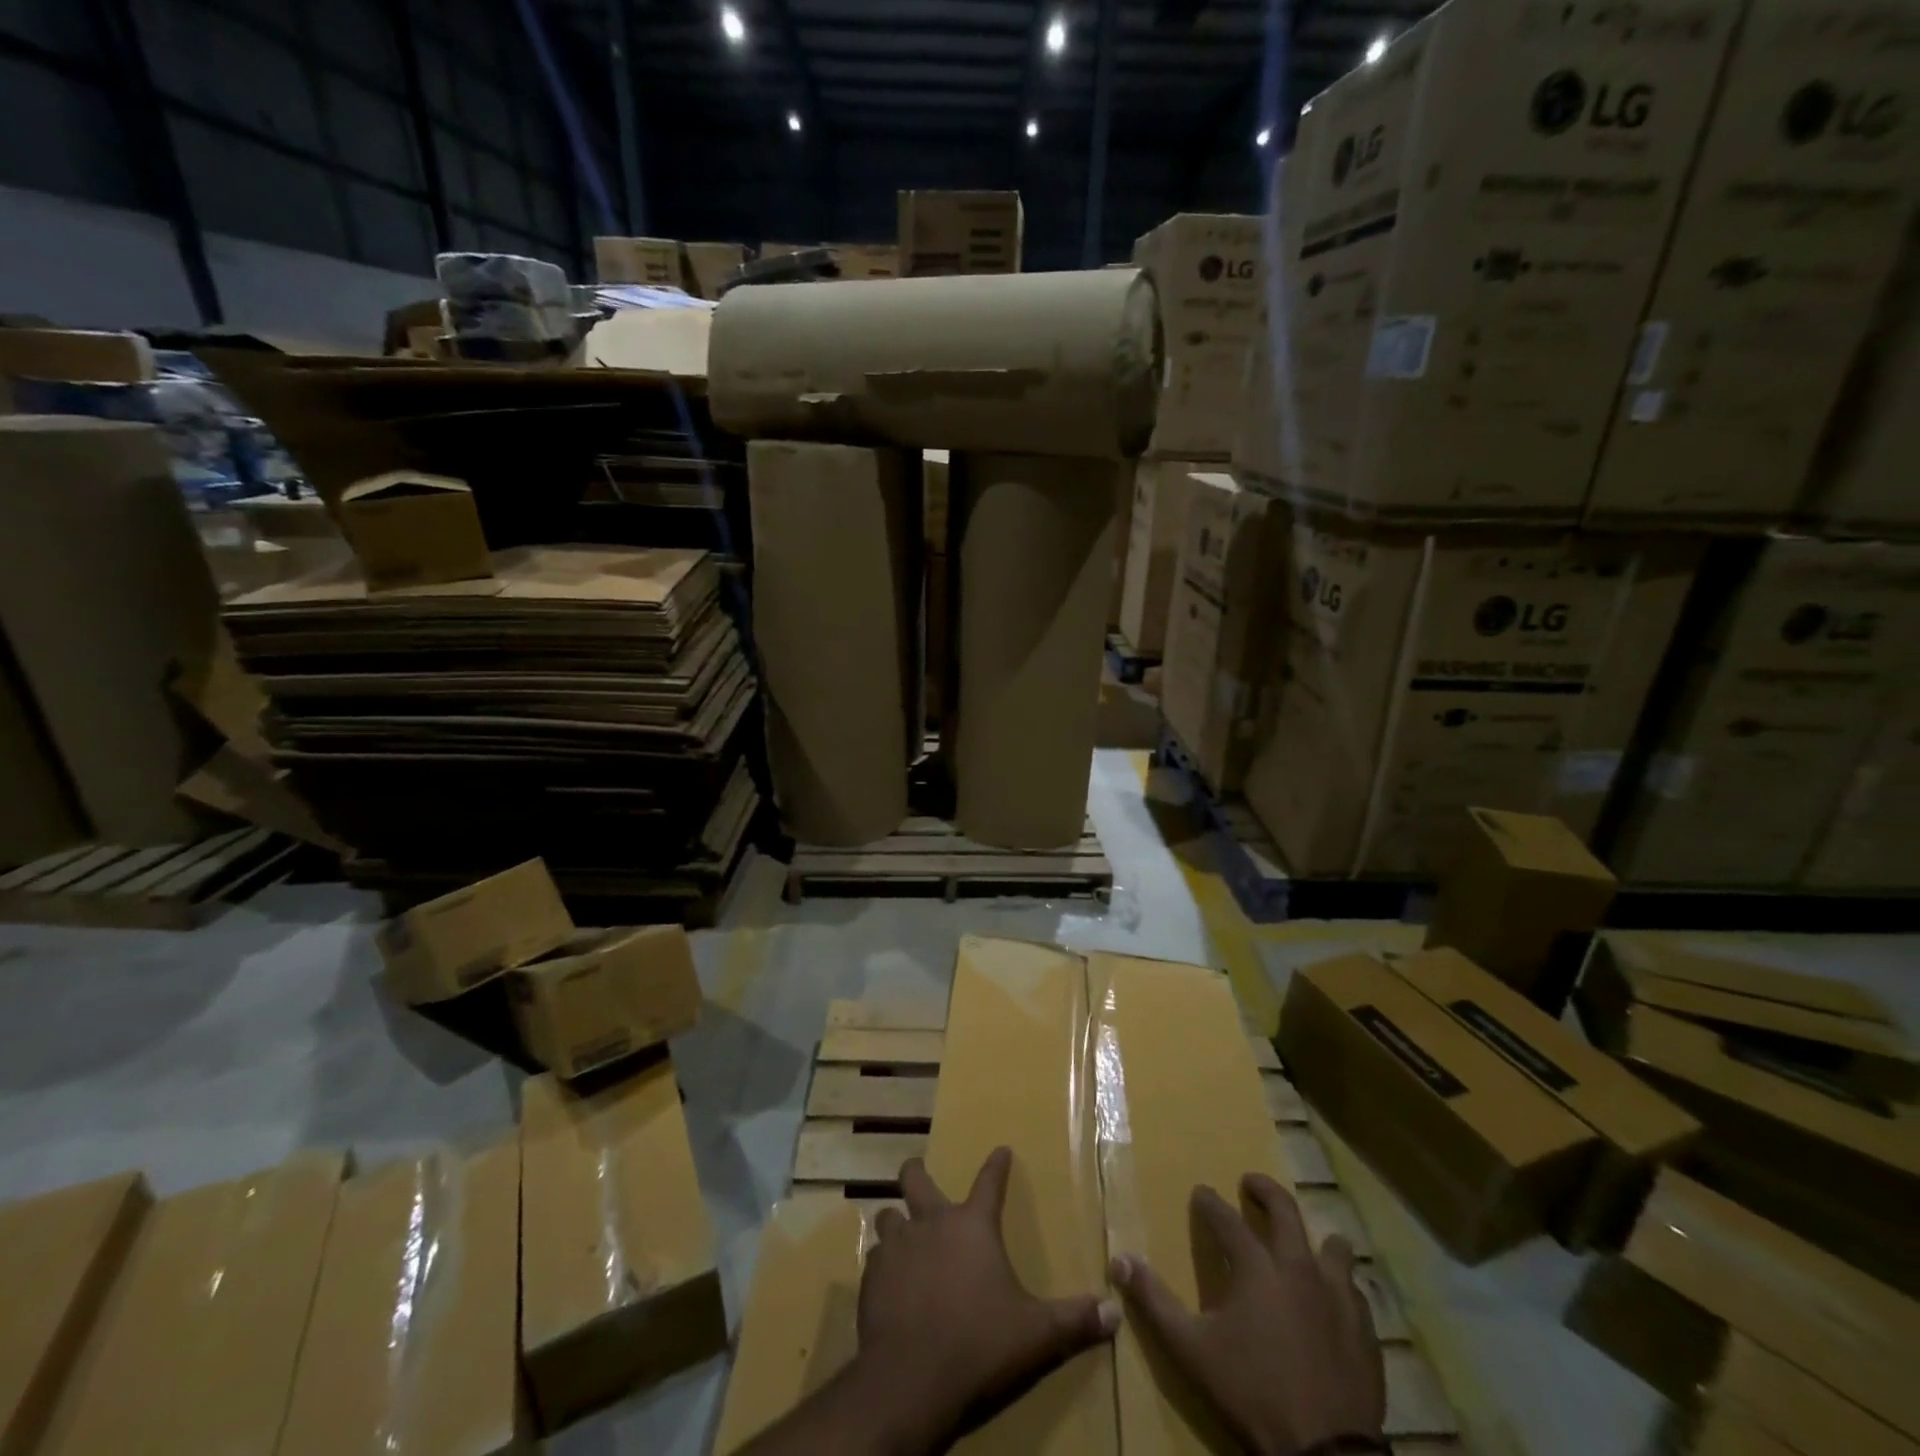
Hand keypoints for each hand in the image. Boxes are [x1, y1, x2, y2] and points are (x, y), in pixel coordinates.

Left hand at [853, 1146, 1119, 1451]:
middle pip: (916, 1178)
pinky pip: (874, 1260)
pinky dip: (882, 1266)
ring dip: (895, 1223)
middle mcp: (932, 1223)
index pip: (990, 1181)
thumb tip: (1114, 1314)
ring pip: (888, 1217)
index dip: (997, 1164)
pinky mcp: (871, 1277)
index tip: (1001, 1149)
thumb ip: (1074, 1320)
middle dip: (917, 1171)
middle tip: (918, 1172)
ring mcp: (897, 1246)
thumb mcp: (1035, 1335)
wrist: (910, 1378)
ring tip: (899, 1235)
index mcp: (973, 1226)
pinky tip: (888, 1283)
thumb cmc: (979, 1344)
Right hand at [1110, 1173, 1384, 1455]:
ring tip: (1306, 1242)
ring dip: (1316, 1238)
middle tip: (1251, 1184)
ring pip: (1333, 1247)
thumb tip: (1119, 1260)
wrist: (1325, 1453)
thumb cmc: (1252, 1391)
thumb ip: (1154, 1301)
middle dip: (1265, 1190)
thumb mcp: (1191, 1348)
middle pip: (1284, 1210)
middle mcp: (1297, 1267)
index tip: (1200, 1192)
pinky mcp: (1364, 1330)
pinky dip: (1342, 1287)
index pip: (1225, 1218)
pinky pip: (1355, 1293)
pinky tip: (1336, 1299)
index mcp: (1255, 1266)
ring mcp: (1337, 1297)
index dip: (1209, 1202)